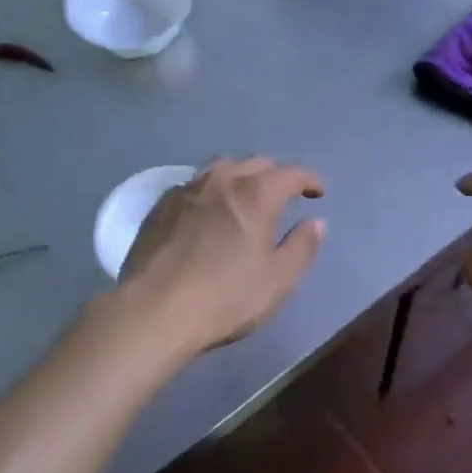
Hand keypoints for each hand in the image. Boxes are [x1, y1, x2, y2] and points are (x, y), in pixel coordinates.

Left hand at [118, 157, 325, 354]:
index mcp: (256, 194)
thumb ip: (301, 247)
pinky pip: (193, 185)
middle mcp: (221, 181)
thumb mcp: (277, 280)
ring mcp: (186, 190)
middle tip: (282, 196)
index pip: (291, 173)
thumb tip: (316, 222)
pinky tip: (207, 211)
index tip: (317, 193)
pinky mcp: (160, 206)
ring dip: (240, 176)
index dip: (309, 180)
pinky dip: (210, 190)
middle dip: (274, 175)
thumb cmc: (225, 298)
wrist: (154, 310)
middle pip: (255, 162)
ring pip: (220, 168)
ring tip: (244, 196)